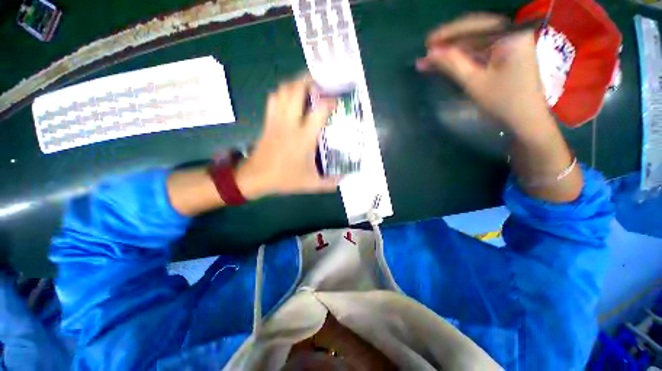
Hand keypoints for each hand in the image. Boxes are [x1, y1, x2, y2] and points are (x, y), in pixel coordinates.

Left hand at [236, 75, 338, 197]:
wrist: (255, 177)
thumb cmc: (284, 179)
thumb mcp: (311, 184)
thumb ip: (330, 182)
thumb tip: (345, 178)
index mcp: (304, 137)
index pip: (320, 110)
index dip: (330, 101)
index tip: (337, 102)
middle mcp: (290, 123)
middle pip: (296, 89)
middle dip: (309, 80)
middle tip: (320, 83)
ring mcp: (277, 120)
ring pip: (283, 90)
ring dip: (295, 84)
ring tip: (306, 87)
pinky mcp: (268, 121)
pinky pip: (274, 99)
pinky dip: (283, 93)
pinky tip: (290, 99)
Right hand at [416, 14, 553, 137]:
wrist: (525, 121)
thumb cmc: (503, 101)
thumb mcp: (474, 82)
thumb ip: (452, 64)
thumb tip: (430, 53)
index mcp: (511, 35)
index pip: (475, 25)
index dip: (448, 33)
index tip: (427, 42)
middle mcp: (511, 34)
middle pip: (474, 33)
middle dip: (448, 44)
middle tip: (426, 54)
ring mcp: (508, 45)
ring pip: (474, 44)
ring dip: (451, 53)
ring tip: (429, 61)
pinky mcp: (504, 57)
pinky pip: (479, 53)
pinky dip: (461, 59)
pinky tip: (445, 64)